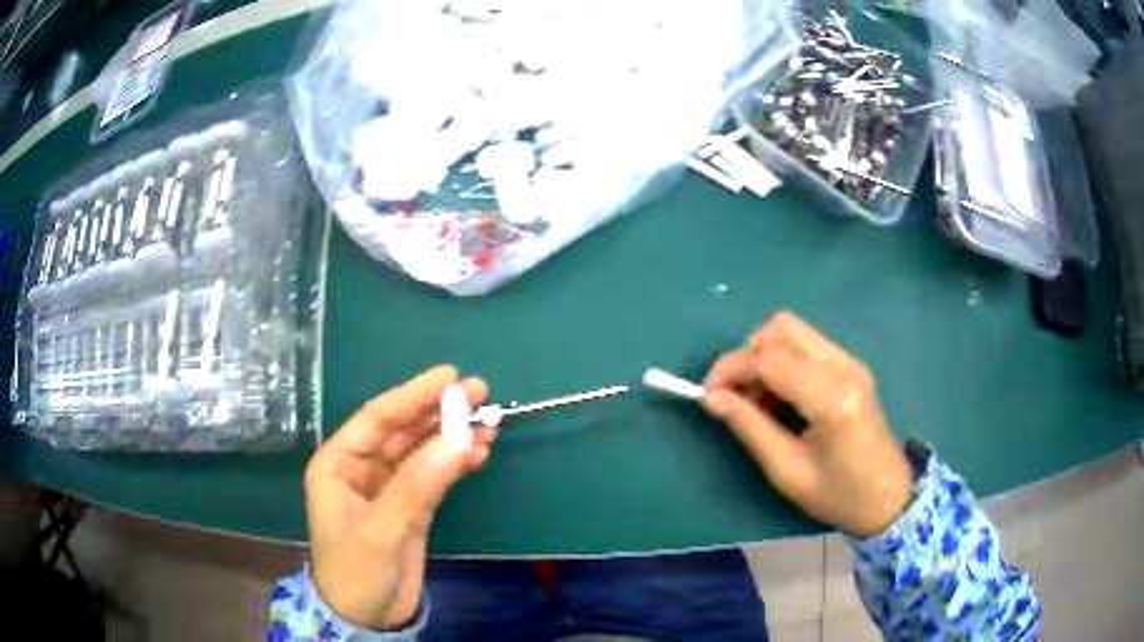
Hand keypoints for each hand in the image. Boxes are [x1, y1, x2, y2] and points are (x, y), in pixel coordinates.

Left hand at [305, 366, 496, 629]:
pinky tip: (478, 453)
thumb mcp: (381, 528)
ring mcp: (389, 489)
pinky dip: (455, 464)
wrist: (367, 619)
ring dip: (452, 437)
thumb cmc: (356, 571)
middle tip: (479, 392)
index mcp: (338, 463)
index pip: (378, 419)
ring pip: (422, 452)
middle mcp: (362, 469)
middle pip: (403, 431)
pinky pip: (434, 477)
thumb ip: (418, 483)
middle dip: (439, 412)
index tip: (450, 376)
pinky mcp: (411, 509)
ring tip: (489, 422)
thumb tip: (461, 438)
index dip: (413, 395)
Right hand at [703, 312, 912, 537]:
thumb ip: (750, 428)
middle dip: (747, 355)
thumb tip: (712, 399)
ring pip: (792, 331)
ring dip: (764, 356)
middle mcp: (844, 367)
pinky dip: (781, 362)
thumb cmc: (839, 495)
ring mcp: (851, 362)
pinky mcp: (851, 366)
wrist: (888, 497)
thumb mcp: (788, 472)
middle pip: (782, 328)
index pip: (770, 359)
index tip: (707, 395)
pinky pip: (805, 346)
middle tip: (733, 395)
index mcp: (832, 399)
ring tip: (756, 402)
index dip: (731, 369)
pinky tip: (779, 398)